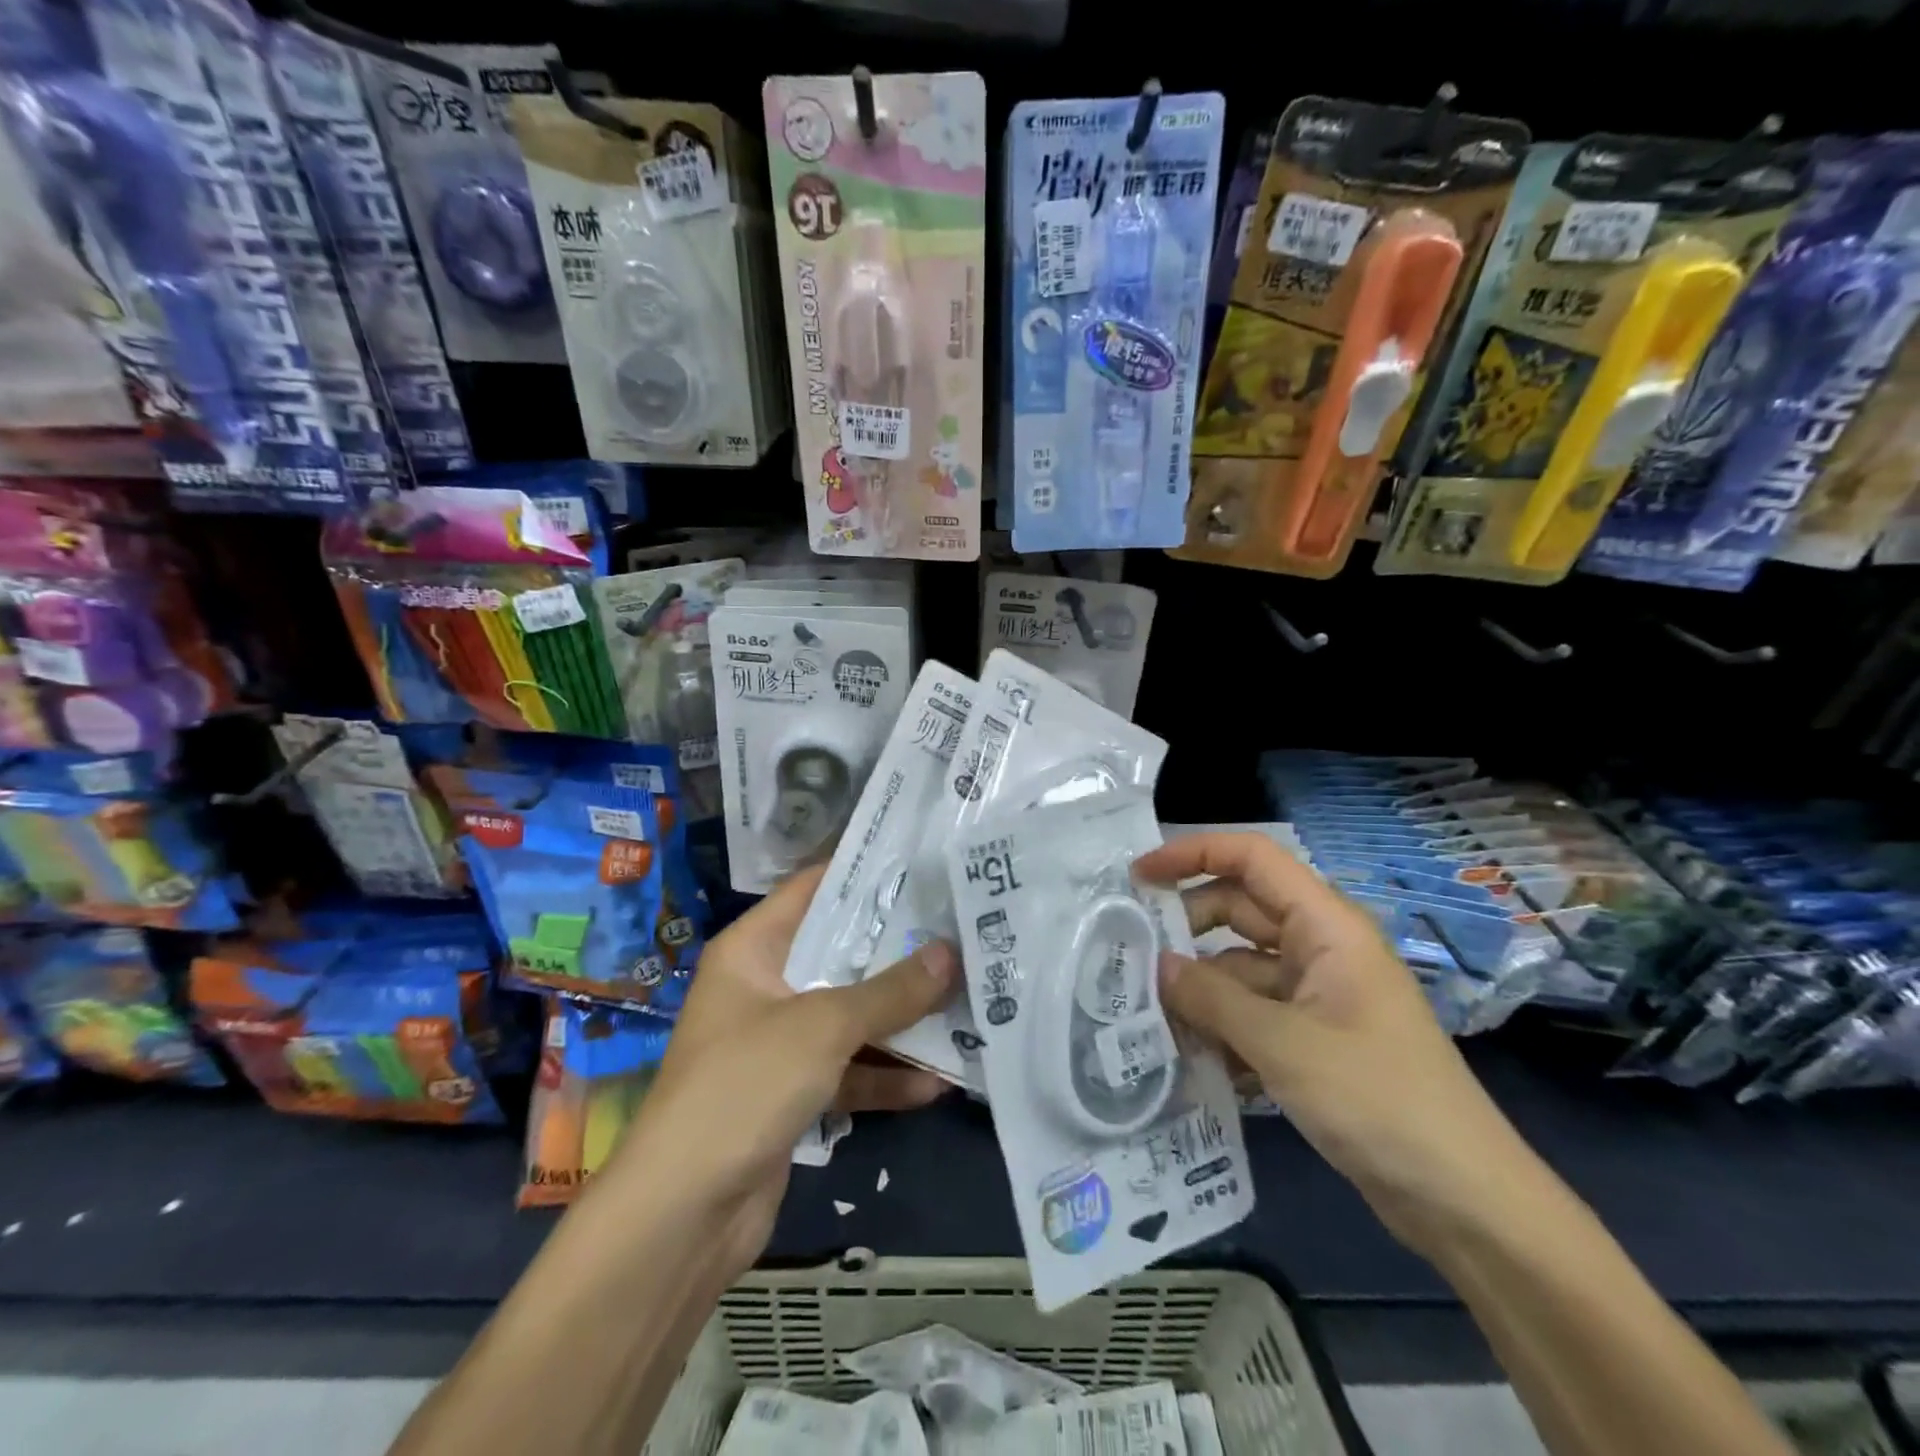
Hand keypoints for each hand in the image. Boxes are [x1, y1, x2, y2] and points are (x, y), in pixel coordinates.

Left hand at [605, 864, 959, 1274]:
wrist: (683, 1217)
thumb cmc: (744, 1087)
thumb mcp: (823, 1027)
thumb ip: (890, 991)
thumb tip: (950, 953)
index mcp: (754, 950)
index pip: (814, 889)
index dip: (865, 874)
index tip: (924, 864)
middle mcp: (766, 987)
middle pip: (841, 955)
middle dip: (900, 951)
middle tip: (962, 930)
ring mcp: (780, 1043)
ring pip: (852, 1016)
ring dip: (903, 1018)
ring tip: (967, 1002)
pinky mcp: (793, 1093)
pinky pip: (849, 1069)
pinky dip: (887, 1076)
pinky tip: (939, 1082)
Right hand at [1134, 832, 1536, 1253]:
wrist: (1463, 1200)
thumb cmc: (1378, 1099)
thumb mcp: (1282, 1044)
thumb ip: (1211, 998)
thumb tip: (1156, 966)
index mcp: (1326, 926)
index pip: (1252, 858)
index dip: (1192, 853)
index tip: (1139, 876)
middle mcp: (1320, 948)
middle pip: (1238, 910)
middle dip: (1185, 926)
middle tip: (1130, 952)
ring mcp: (1317, 994)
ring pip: (1240, 966)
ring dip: (1198, 984)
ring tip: (1146, 1010)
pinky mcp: (1313, 1038)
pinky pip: (1253, 1011)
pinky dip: (1220, 1024)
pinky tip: (1187, 1055)